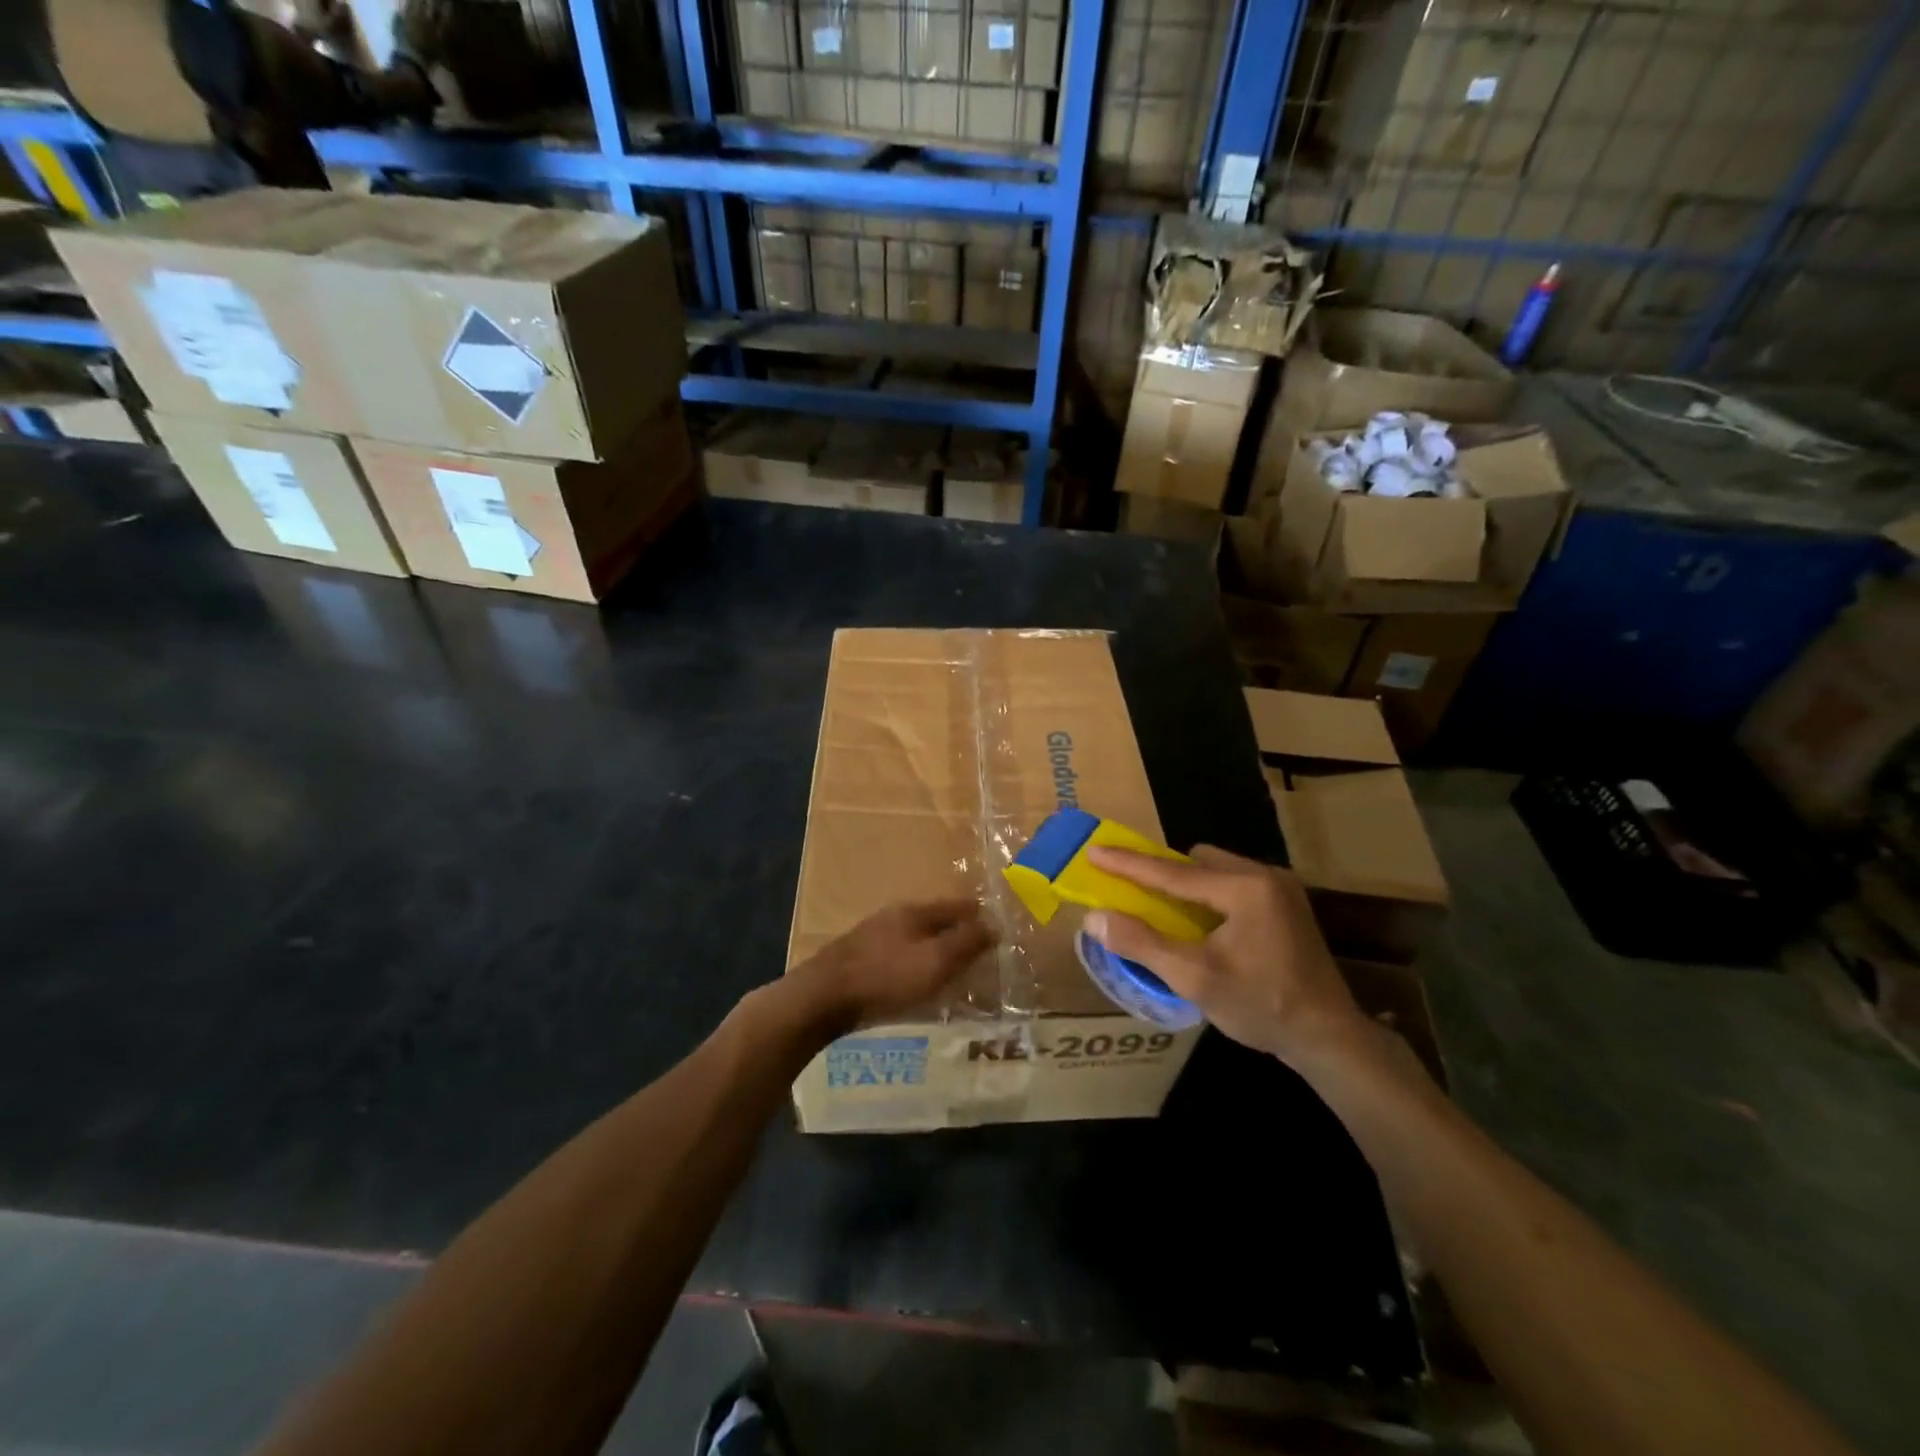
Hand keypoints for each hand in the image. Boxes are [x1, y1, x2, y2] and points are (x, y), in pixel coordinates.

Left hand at [790, 899, 995, 1035]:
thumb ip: (966, 942)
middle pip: (934, 920)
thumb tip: (994, 925)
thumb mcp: (936, 961)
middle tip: (978, 950)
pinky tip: (915, 980)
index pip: (956, 906)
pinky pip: (897, 956)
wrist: (824, 997)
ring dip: (934, 948)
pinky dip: (914, 963)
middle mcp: (893, 917)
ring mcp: (873, 937)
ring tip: (950, 967)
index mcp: (915, 911)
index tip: (997, 927)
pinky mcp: (858, 959)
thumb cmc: (887, 977)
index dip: (978, 916)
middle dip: (956, 932)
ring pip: (914, 938)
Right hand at [1084, 845, 1367, 1065]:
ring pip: (1215, 870)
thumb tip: (1094, 918)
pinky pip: (1233, 883)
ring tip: (1162, 910)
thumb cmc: (1261, 1007)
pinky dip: (1208, 896)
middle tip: (1130, 889)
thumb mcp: (1195, 978)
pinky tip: (1199, 923)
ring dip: (1186, 885)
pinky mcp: (1286, 903)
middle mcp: (1264, 875)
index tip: (1094, 850)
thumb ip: (1142, 944)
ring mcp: (1279, 888)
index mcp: (1244, 888)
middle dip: (1161, 873)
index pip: (1172, 872)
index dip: (1128, 863)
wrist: (1329, 1038)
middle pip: (1196, 862)